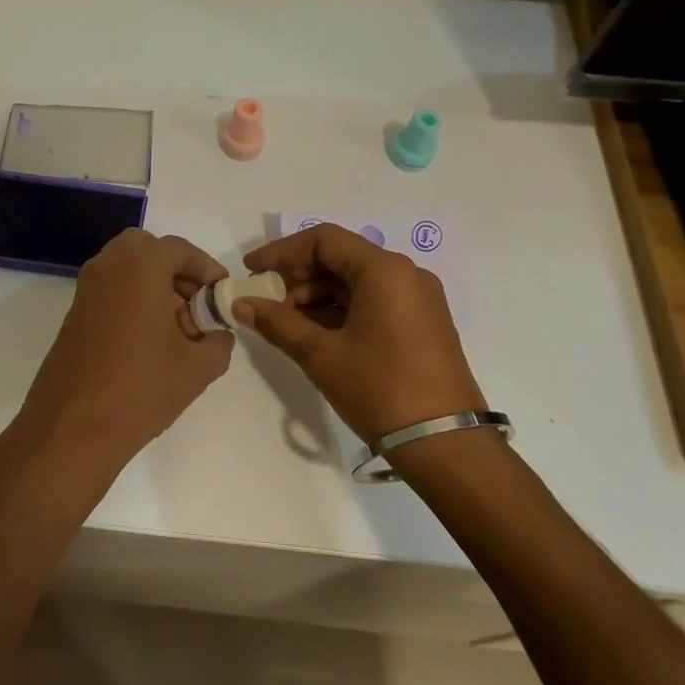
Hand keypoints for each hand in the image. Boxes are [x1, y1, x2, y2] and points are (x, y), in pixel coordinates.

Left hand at [17, 230, 233, 474]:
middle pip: (146, 249)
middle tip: (195, 303)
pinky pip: (109, 291)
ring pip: (124, 268)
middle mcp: (107, 268)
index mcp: (139, 268)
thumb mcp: (198, 368)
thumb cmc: (141, 389)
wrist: (72, 429)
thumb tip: (216, 334)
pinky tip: (149, 341)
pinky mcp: (73, 316)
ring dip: (152, 284)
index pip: (179, 249)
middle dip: (174, 269)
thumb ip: (218, 341)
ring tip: (176, 327)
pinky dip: (132, 299)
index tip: (221, 293)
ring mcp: (85, 291)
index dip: (206, 268)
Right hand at [236, 224, 484, 444]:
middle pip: (340, 258)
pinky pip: (373, 300)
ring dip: (316, 296)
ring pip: (355, 281)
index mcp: (384, 270)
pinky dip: (340, 310)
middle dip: (297, 277)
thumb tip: (240, 303)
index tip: (251, 271)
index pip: (323, 240)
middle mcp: (405, 274)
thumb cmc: (379, 389)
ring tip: (285, 323)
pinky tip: (314, 333)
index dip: (281, 251)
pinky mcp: (421, 322)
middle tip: (264, 302)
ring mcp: (417, 298)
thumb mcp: (321, 355)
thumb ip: (277, 322)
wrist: (444, 444)